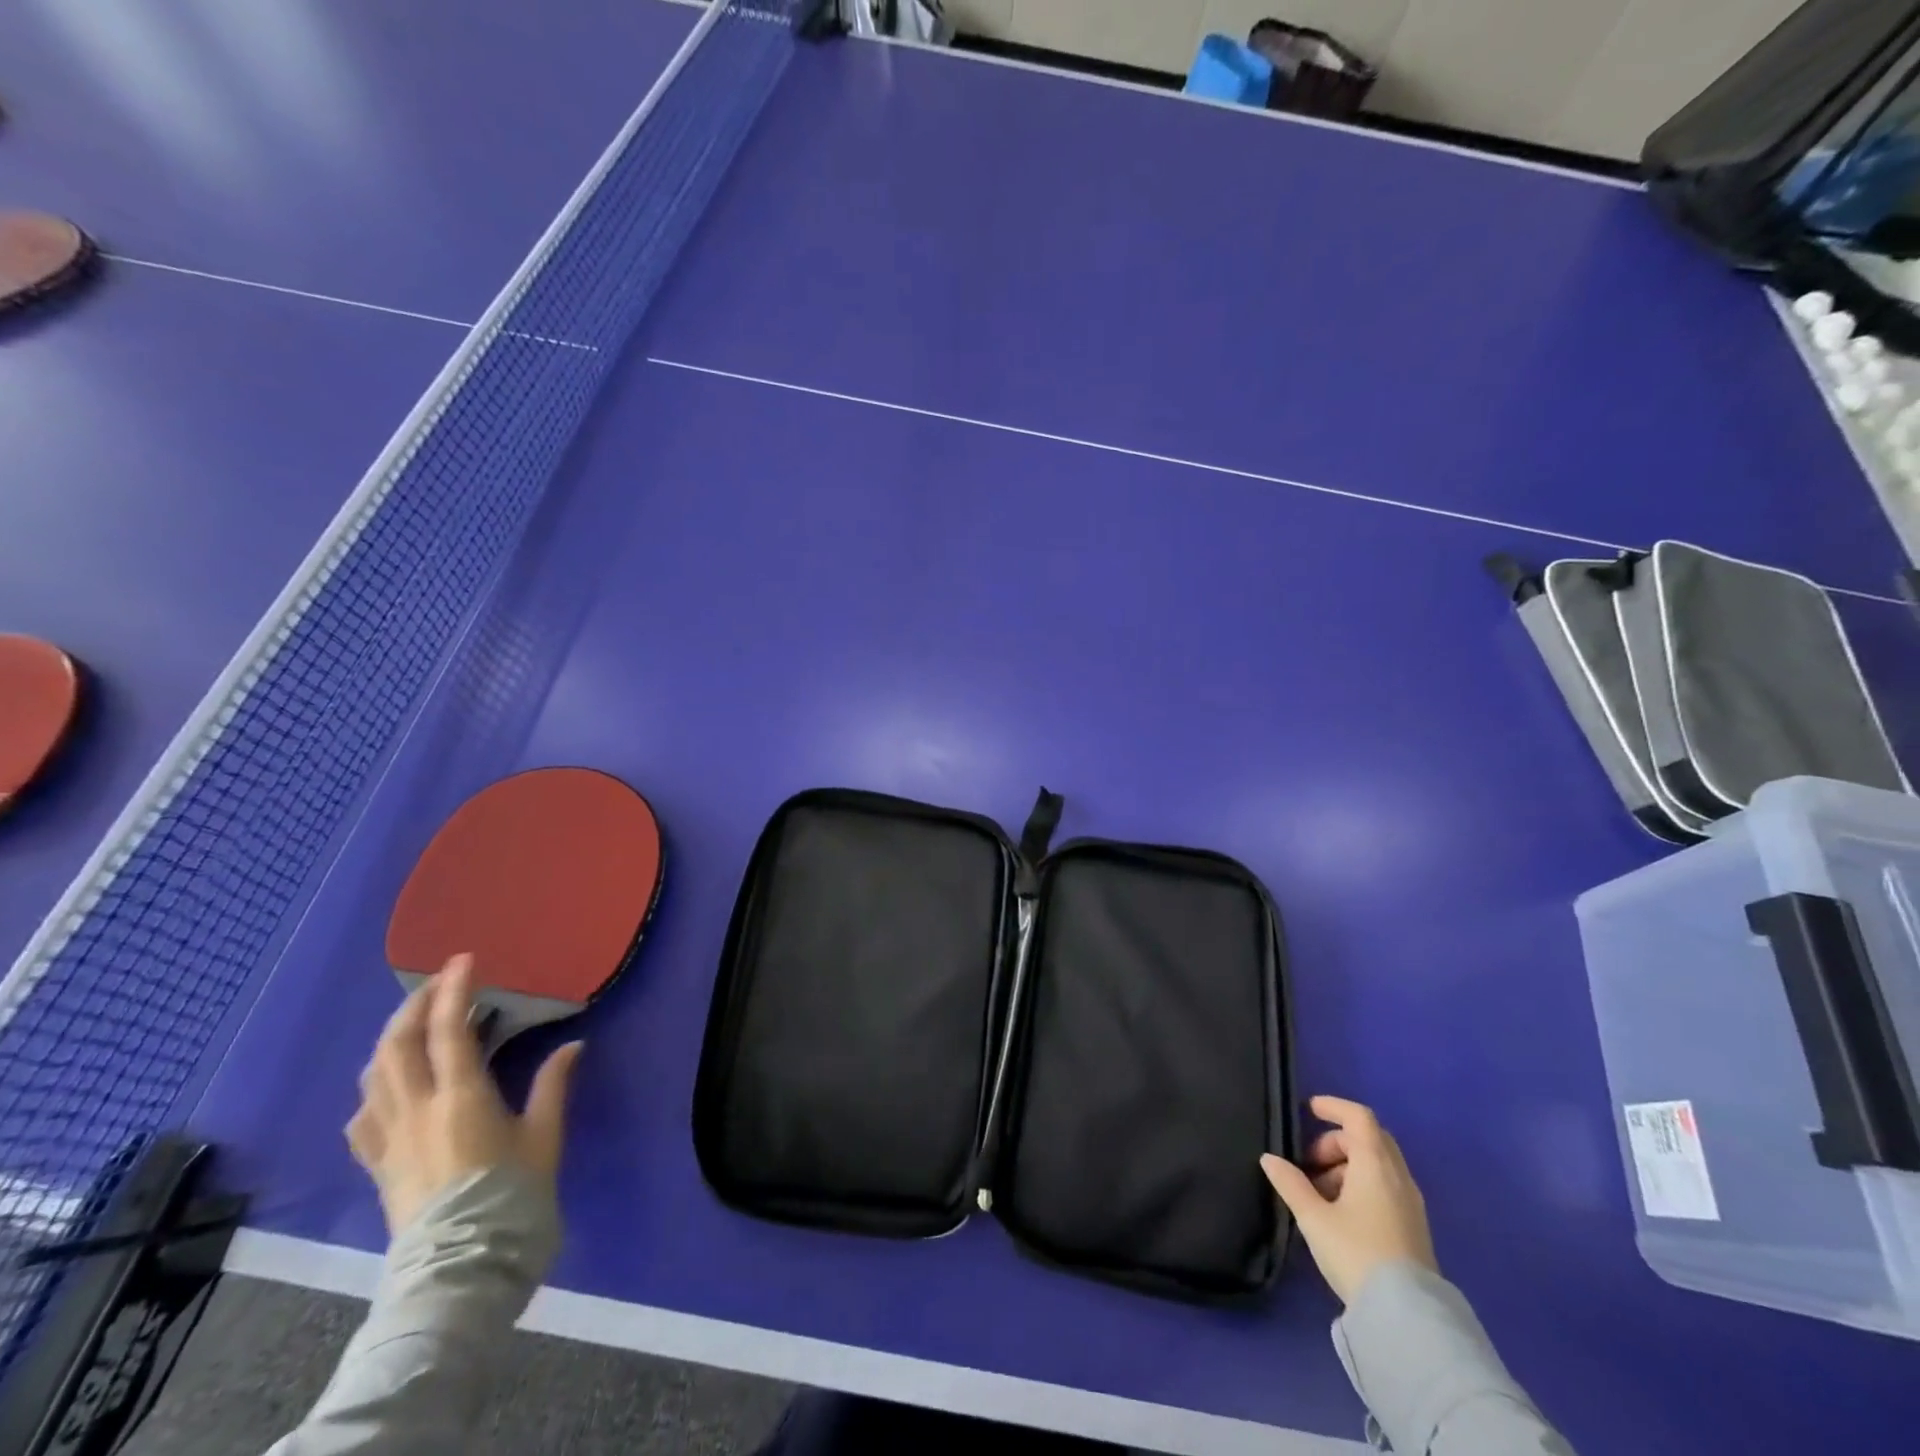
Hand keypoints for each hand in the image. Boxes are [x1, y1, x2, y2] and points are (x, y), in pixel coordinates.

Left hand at [347, 953, 582, 1235]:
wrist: (463, 1270)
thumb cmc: (512, 1197)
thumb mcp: (544, 1137)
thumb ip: (553, 1086)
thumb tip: (572, 1045)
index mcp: (461, 1097)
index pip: (448, 1030)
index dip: (453, 989)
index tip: (464, 959)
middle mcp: (416, 1110)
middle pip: (397, 1045)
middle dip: (414, 1006)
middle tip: (437, 984)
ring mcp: (390, 1139)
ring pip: (374, 1076)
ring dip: (391, 1041)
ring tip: (414, 1027)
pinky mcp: (378, 1166)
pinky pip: (363, 1116)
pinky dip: (375, 1088)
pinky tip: (389, 1089)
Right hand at [1260, 1095, 1436, 1304]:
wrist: (1407, 1317)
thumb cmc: (1356, 1252)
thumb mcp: (1313, 1217)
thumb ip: (1290, 1183)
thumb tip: (1269, 1159)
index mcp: (1375, 1164)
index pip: (1358, 1117)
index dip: (1333, 1107)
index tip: (1308, 1110)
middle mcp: (1398, 1176)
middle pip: (1369, 1138)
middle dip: (1336, 1141)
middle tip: (1310, 1162)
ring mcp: (1411, 1202)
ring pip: (1378, 1164)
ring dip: (1347, 1165)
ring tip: (1319, 1193)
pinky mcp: (1414, 1226)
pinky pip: (1386, 1186)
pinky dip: (1362, 1184)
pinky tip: (1341, 1212)